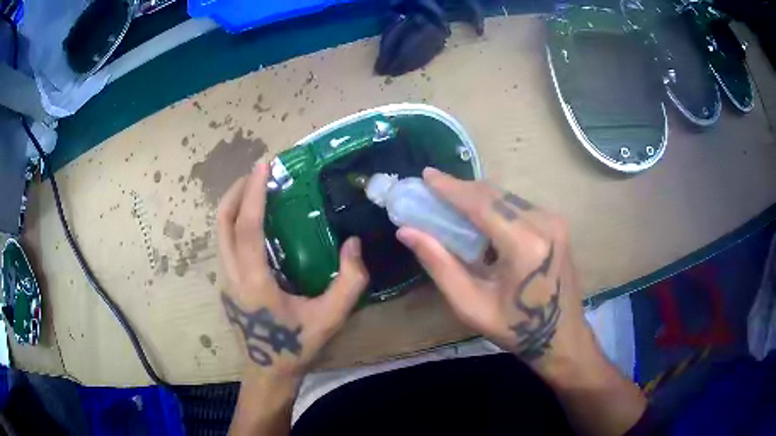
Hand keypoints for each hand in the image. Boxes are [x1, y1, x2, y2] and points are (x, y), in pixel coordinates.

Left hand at [217, 162, 368, 379]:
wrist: (268, 372)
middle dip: (238, 191)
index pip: (247, 227)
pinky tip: (255, 222)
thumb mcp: (330, 318)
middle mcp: (231, 275)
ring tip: (257, 191)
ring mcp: (224, 280)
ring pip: (220, 232)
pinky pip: (224, 243)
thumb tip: (354, 243)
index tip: (263, 166)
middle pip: (223, 222)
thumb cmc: (296, 347)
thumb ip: (349, 282)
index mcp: (254, 282)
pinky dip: (235, 222)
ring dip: (235, 205)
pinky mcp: (225, 284)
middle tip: (259, 173)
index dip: (254, 193)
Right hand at [396, 168, 590, 369]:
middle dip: (461, 190)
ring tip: (450, 204)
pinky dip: (495, 206)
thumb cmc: (515, 328)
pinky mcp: (557, 224)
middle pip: (495, 195)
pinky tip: (479, 218)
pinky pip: (518, 205)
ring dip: (478, 197)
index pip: (482, 204)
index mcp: (525, 245)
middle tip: (432, 190)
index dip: (451, 188)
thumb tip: (407, 232)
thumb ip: (439, 264)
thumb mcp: (470, 304)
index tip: (426, 175)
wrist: (561, 335)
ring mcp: (554, 221)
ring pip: (507, 197)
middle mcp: (544, 223)